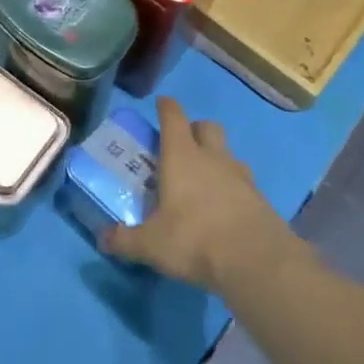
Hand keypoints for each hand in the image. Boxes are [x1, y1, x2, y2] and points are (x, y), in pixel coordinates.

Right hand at [104, 97, 304, 293]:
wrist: (257, 260)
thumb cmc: (194, 240)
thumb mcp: (151, 245)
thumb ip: (125, 240)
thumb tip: (103, 239)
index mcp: (181, 157)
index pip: (173, 117)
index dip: (166, 107)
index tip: (161, 103)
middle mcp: (211, 157)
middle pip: (206, 126)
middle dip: (194, 129)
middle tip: (181, 145)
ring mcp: (240, 175)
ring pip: (228, 152)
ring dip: (216, 157)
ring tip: (204, 179)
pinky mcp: (259, 196)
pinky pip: (243, 179)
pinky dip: (232, 185)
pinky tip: (224, 206)